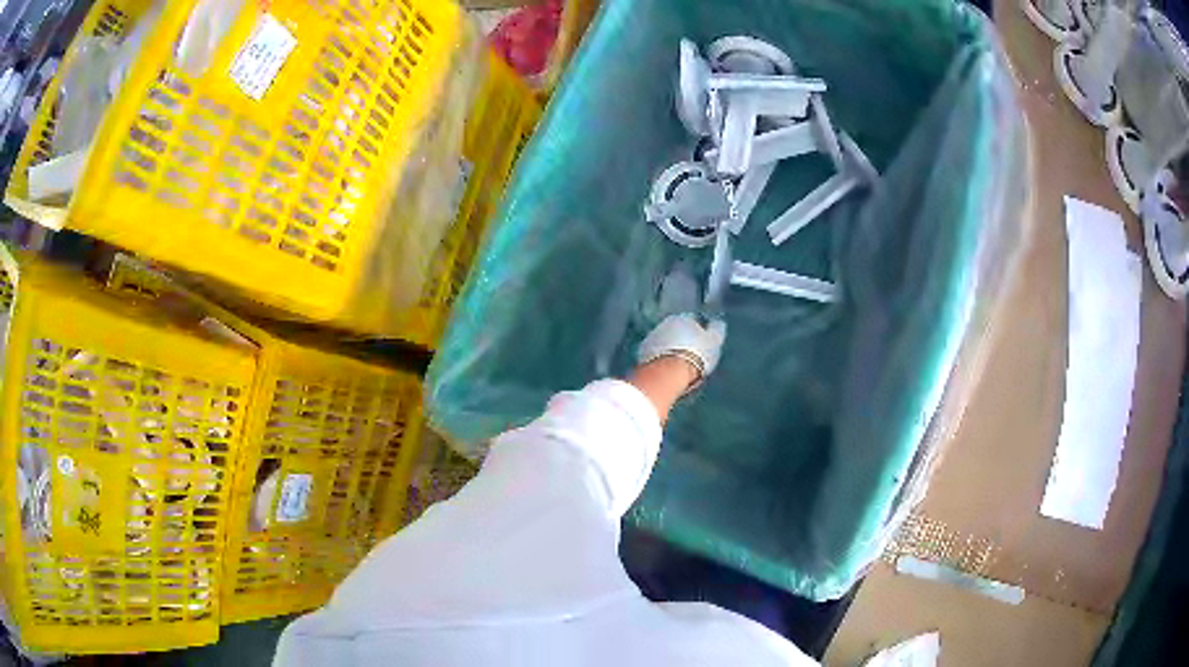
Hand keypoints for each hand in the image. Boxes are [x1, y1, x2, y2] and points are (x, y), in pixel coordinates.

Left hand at [637, 314, 726, 384]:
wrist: (668, 373)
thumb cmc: (696, 355)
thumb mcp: (714, 342)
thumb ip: (716, 330)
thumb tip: (717, 323)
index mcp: (684, 317)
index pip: (694, 318)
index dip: (700, 330)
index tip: (705, 342)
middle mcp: (665, 323)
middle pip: (677, 329)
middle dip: (683, 338)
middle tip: (692, 353)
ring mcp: (651, 337)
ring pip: (665, 341)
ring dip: (671, 348)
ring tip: (679, 363)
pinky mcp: (641, 354)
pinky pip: (655, 354)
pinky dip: (661, 358)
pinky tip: (667, 369)